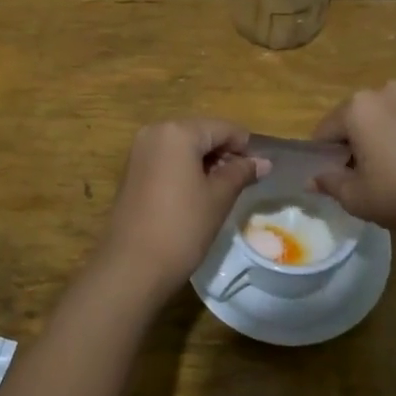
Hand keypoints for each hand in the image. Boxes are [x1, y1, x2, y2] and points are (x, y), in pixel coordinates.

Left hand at [100, 119, 270, 303]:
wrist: (133, 266)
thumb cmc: (182, 227)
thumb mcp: (219, 198)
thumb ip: (241, 172)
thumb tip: (264, 162)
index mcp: (177, 131)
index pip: (222, 128)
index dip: (245, 146)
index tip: (259, 170)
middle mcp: (155, 132)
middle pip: (200, 133)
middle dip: (224, 153)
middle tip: (243, 181)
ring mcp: (139, 151)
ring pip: (183, 146)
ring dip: (205, 162)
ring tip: (223, 189)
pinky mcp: (132, 171)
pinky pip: (166, 159)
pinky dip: (185, 169)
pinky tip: (197, 193)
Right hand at [310, 81, 395, 242]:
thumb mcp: (356, 197)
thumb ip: (330, 183)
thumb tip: (313, 178)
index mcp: (357, 106)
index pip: (325, 131)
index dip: (323, 158)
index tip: (331, 182)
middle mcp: (383, 91)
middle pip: (353, 121)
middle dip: (350, 146)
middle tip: (359, 181)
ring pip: (380, 121)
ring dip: (375, 142)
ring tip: (387, 176)